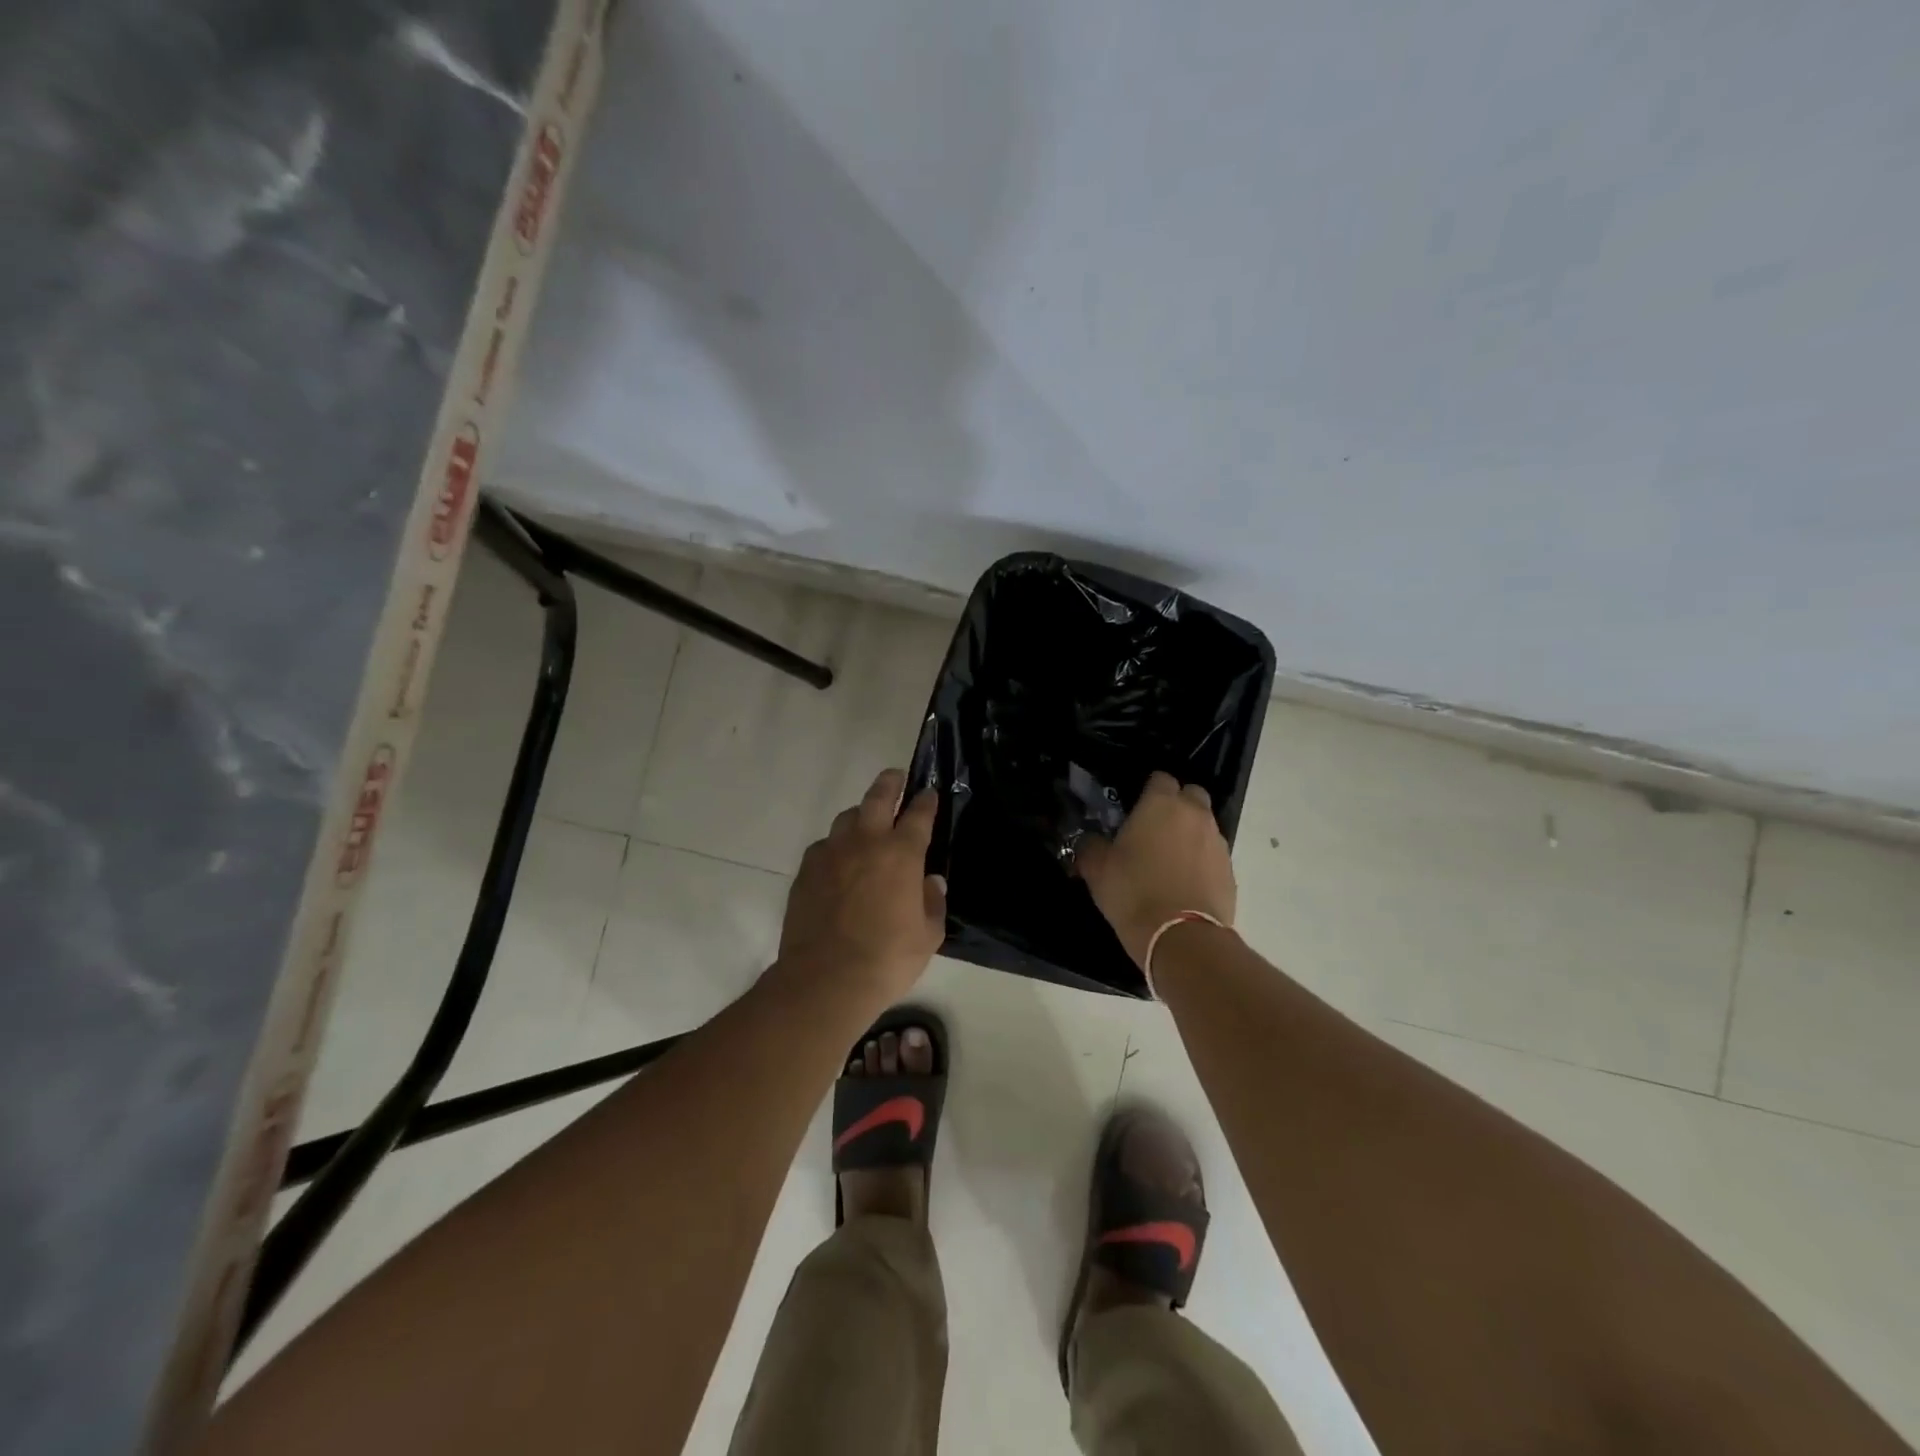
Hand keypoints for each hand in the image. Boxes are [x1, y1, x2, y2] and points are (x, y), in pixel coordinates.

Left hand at [776, 769, 946, 1006]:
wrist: (825, 980)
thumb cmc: (887, 959)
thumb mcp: (928, 935)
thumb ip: (932, 902)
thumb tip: (930, 882)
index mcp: (901, 854)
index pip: (918, 814)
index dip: (926, 801)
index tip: (929, 793)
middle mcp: (865, 843)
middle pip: (877, 797)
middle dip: (889, 783)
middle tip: (895, 777)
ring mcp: (831, 853)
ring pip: (846, 817)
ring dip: (860, 813)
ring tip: (866, 822)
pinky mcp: (806, 870)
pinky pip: (824, 845)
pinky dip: (835, 846)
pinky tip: (839, 861)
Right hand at [1075, 771, 1235, 968]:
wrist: (1180, 937)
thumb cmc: (1133, 892)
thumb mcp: (1096, 869)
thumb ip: (1091, 845)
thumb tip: (1091, 840)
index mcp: (1161, 804)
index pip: (1159, 778)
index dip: (1147, 791)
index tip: (1134, 810)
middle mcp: (1195, 815)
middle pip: (1191, 794)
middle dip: (1176, 805)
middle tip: (1155, 830)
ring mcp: (1217, 843)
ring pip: (1204, 825)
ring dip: (1190, 834)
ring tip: (1169, 861)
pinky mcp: (1230, 871)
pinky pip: (1213, 855)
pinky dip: (1201, 862)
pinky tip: (1184, 883)